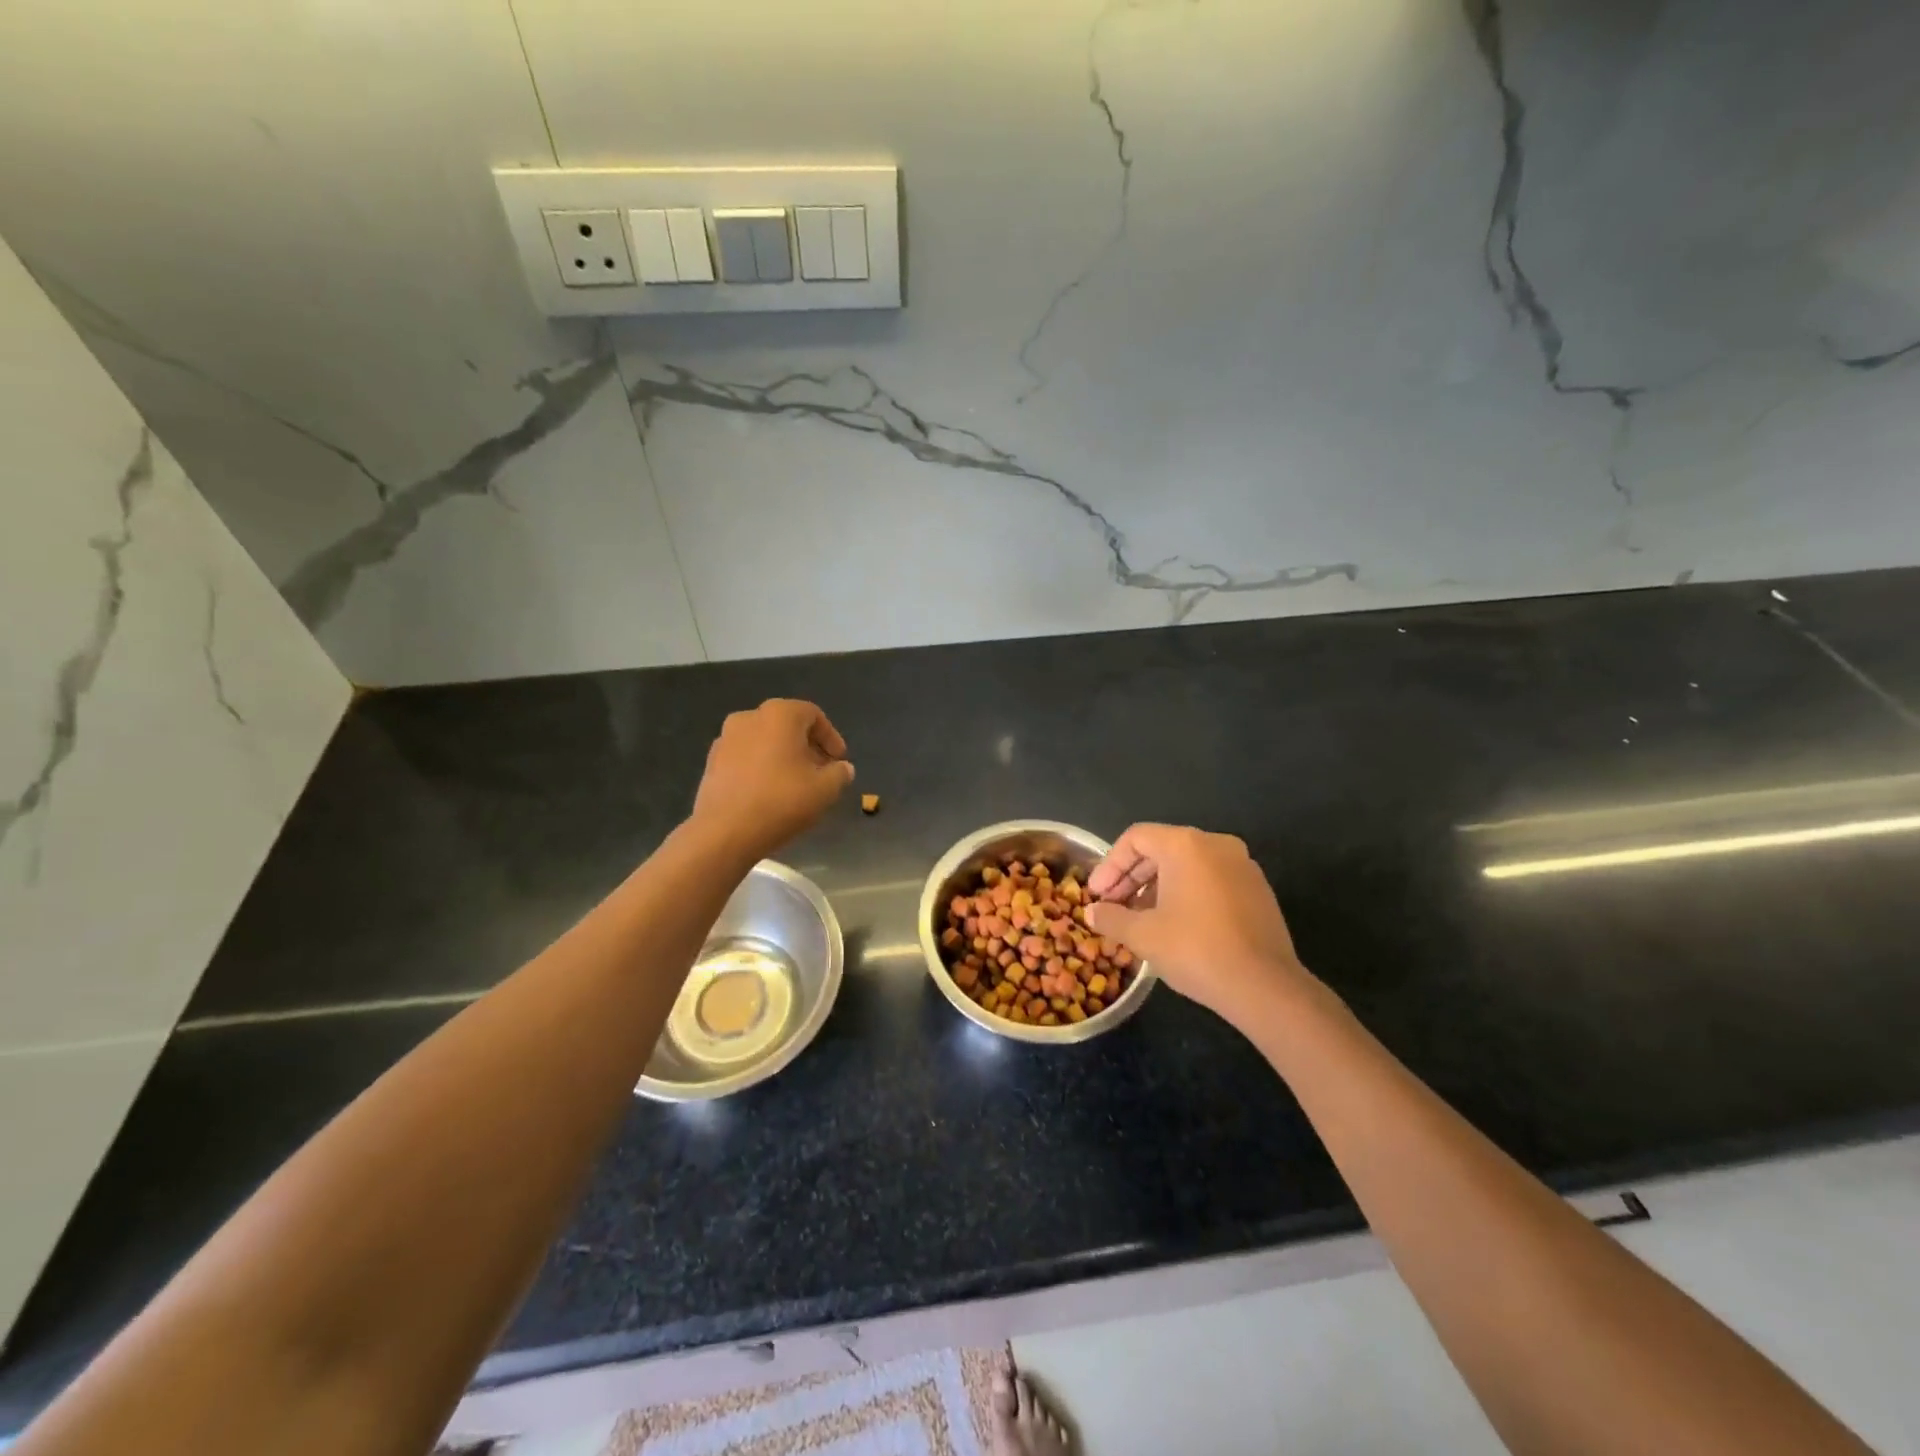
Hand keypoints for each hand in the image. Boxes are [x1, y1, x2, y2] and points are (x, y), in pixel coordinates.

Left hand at [690, 700, 854, 860]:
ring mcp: (726, 738)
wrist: (724, 831)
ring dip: (783, 756)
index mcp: (780, 714)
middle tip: (821, 771)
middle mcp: (750, 717)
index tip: (839, 761)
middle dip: (807, 747)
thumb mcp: (825, 790)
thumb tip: (843, 768)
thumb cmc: (781, 801)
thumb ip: (840, 774)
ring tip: (795, 783)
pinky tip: (768, 792)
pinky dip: (761, 767)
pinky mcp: (711, 761)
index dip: (831, 738)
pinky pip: (745, 757)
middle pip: (787, 726)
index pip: (814, 715)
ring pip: (764, 740)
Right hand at [1085, 824, 1317, 1028]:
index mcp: (1186, 845)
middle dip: (1131, 877)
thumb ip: (1111, 918)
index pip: (1136, 838)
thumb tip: (1091, 912)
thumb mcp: (1143, 935)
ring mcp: (1242, 865)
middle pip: (1161, 848)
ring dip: (1157, 887)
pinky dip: (1186, 894)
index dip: (1110, 865)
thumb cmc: (1196, 950)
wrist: (1265, 987)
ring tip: (1139, 918)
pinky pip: (1211, 880)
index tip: (1097, 895)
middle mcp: (1216, 844)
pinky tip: (1174, 925)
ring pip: (1187, 865)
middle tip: (1112, 906)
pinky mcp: (1258, 890)